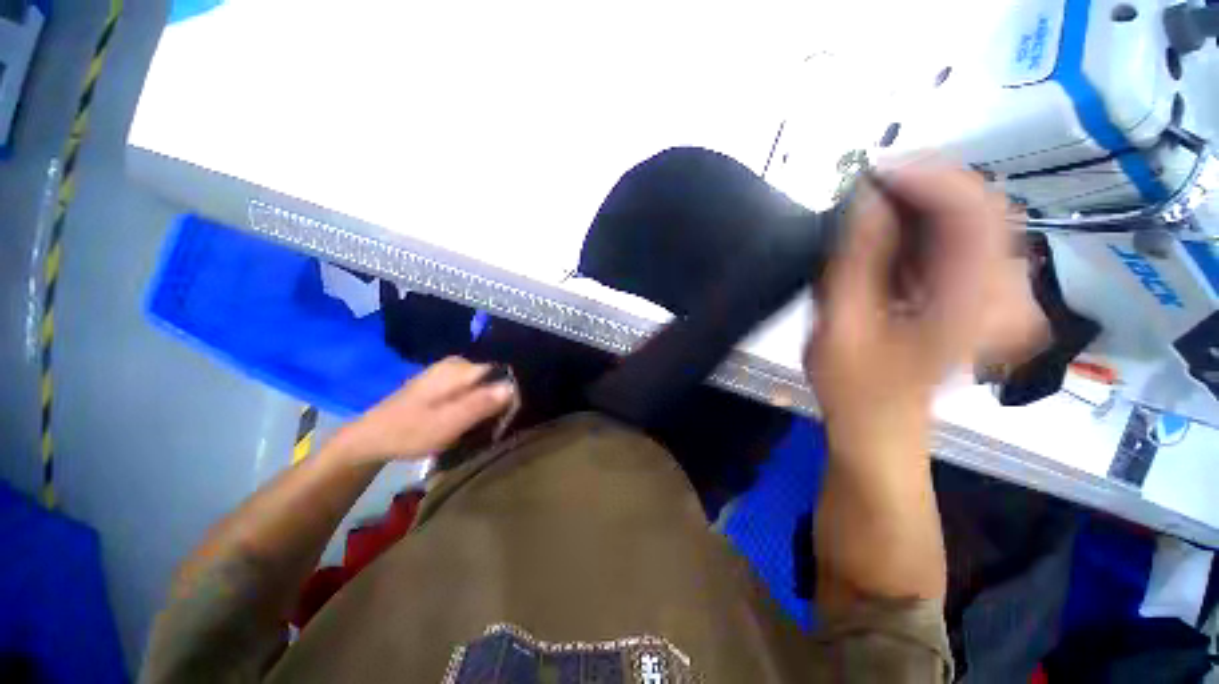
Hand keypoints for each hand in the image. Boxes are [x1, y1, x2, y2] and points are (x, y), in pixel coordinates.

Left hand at [334, 357, 514, 463]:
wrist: (370, 439)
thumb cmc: (409, 432)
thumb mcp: (447, 423)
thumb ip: (480, 404)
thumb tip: (513, 388)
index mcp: (459, 369)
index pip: (500, 374)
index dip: (508, 395)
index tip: (504, 419)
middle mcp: (457, 363)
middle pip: (492, 379)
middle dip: (497, 400)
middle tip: (489, 426)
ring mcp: (447, 371)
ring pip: (482, 385)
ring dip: (485, 404)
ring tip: (479, 426)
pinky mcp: (441, 381)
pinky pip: (470, 388)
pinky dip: (473, 403)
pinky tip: (466, 419)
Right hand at [806, 164, 1008, 467]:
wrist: (880, 424)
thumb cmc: (855, 385)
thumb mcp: (840, 325)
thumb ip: (855, 261)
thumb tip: (865, 200)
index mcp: (973, 303)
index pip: (974, 210)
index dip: (927, 177)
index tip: (875, 170)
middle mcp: (1003, 292)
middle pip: (981, 207)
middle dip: (924, 186)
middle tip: (868, 188)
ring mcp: (998, 293)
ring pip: (973, 220)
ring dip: (923, 206)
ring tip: (873, 211)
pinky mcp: (983, 296)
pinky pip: (964, 241)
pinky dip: (927, 227)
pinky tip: (891, 237)